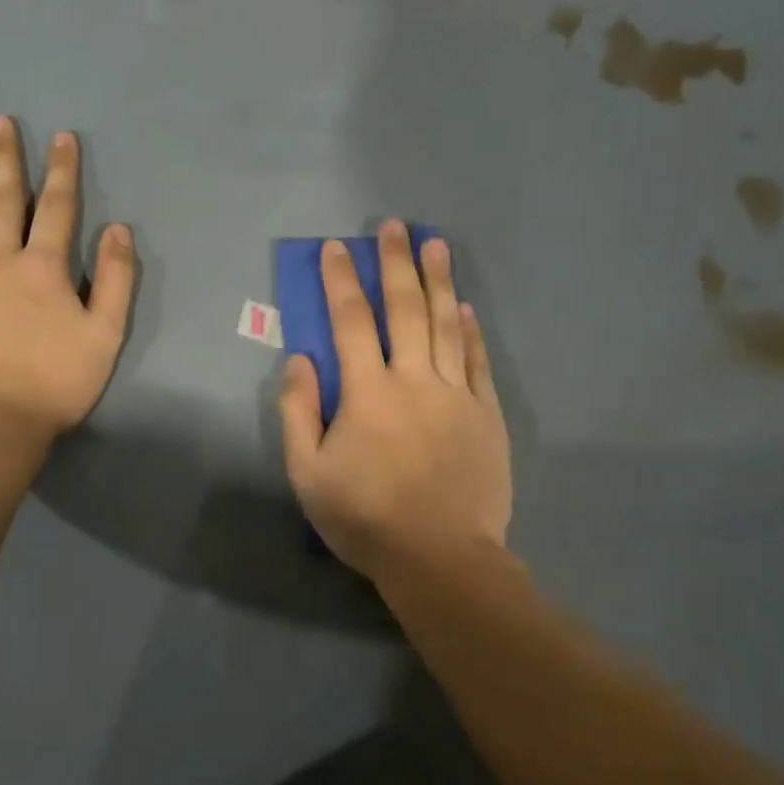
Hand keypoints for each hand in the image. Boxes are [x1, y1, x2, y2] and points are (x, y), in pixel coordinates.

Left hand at [0, 117, 135, 438]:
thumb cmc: (56, 380)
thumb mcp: (105, 335)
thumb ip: (115, 279)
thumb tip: (118, 230)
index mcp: (45, 267)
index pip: (56, 207)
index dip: (62, 170)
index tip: (62, 137)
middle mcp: (0, 259)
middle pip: (4, 200)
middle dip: (6, 158)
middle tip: (0, 123)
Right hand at [279, 220, 510, 582]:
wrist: (439, 557)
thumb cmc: (365, 518)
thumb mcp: (308, 474)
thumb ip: (298, 413)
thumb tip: (299, 360)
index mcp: (366, 393)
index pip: (349, 323)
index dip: (341, 281)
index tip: (336, 248)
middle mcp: (413, 380)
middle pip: (404, 310)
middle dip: (395, 264)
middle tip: (393, 227)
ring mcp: (455, 395)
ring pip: (445, 325)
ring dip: (438, 282)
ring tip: (435, 244)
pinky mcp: (485, 415)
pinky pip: (477, 362)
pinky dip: (469, 331)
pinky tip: (465, 308)